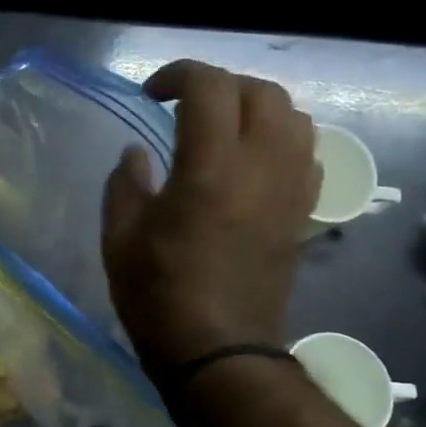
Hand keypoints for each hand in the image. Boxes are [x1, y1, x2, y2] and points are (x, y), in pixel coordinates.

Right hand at [102, 61, 319, 368]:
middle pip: (261, 91)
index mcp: (210, 168)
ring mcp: (291, 189)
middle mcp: (261, 167)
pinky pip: (306, 154)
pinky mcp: (303, 212)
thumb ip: (125, 183)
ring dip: (256, 109)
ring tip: (223, 129)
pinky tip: (251, 162)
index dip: (178, 75)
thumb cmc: (159, 295)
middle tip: (186, 108)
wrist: (220, 351)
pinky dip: (281, 140)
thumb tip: (137, 152)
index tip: (151, 95)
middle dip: (221, 86)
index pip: (210, 86)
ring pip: (293, 117)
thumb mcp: (119, 238)